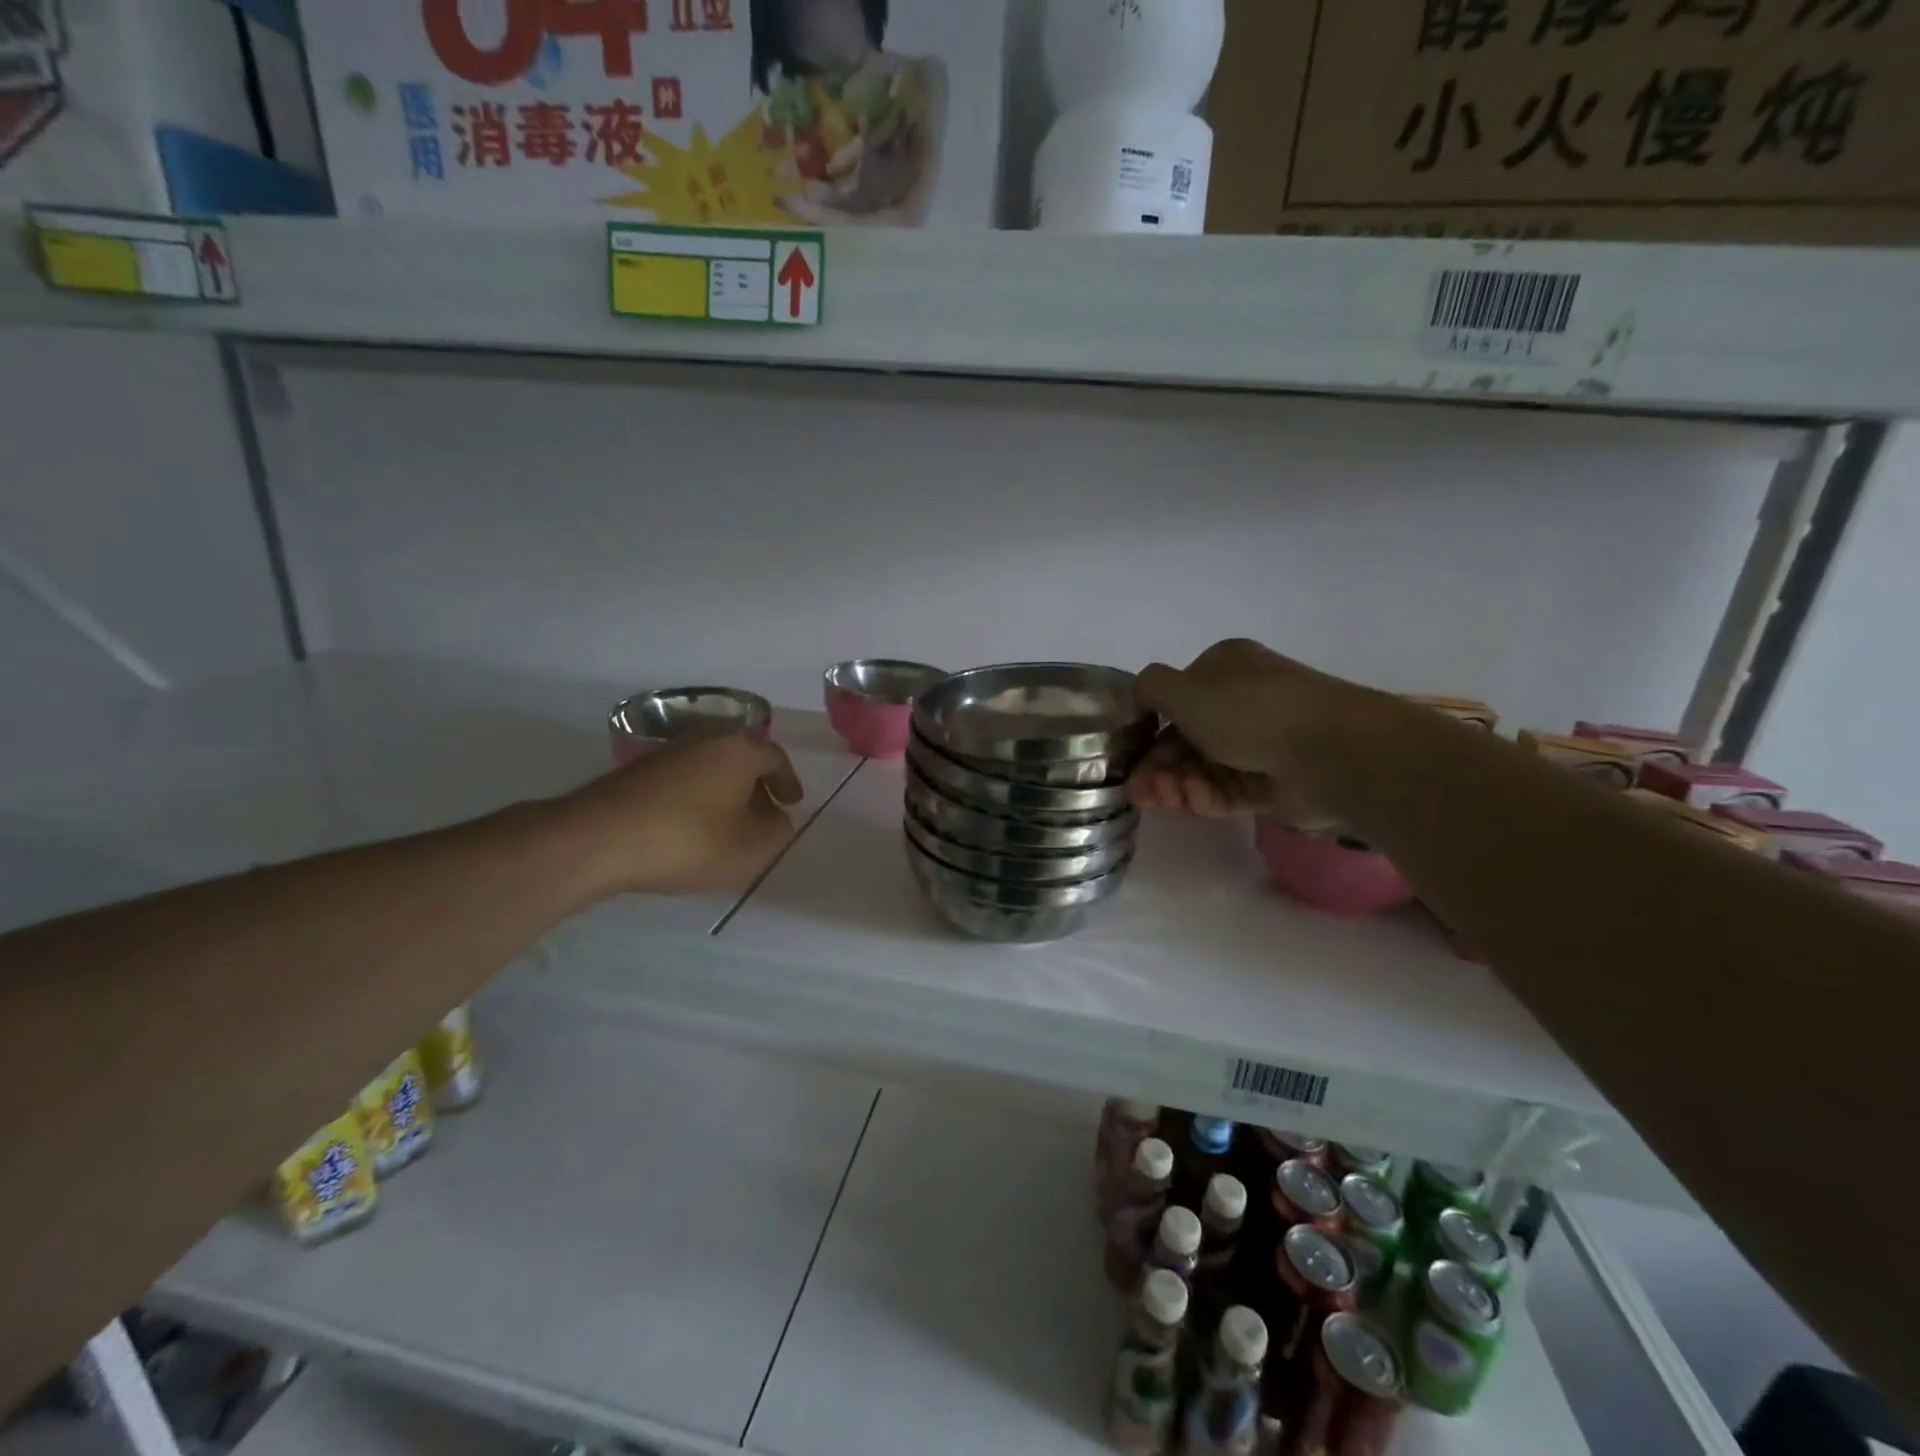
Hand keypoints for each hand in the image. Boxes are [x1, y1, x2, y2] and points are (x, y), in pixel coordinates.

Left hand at [555, 734, 803, 895]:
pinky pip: (683, 781)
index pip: (775, 758)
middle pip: (741, 760)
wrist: (598, 839)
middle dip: (757, 787)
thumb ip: (778, 833)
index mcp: (738, 751)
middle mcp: (705, 741)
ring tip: (727, 826)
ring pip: (710, 770)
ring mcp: (666, 754)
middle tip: (764, 815)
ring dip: (725, 794)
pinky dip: (697, 800)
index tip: (792, 803)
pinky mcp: (637, 773)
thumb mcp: (751, 848)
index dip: (788, 782)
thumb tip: (777, 820)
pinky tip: (690, 829)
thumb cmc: (688, 840)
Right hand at [1128, 639, 1379, 820]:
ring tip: (1164, 800)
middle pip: (1187, 738)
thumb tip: (1141, 694)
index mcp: (1226, 669)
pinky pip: (1229, 790)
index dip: (1150, 729)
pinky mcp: (1272, 783)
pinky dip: (1206, 797)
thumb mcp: (1184, 689)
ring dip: (1177, 784)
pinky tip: (1192, 803)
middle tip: (1140, 791)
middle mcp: (1243, 702)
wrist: (1328, 751)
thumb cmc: (1249, 711)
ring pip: (1205, 767)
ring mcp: (1260, 744)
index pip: (1178, 699)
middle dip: (1160, 765)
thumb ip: (1150, 688)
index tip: (1131, 757)